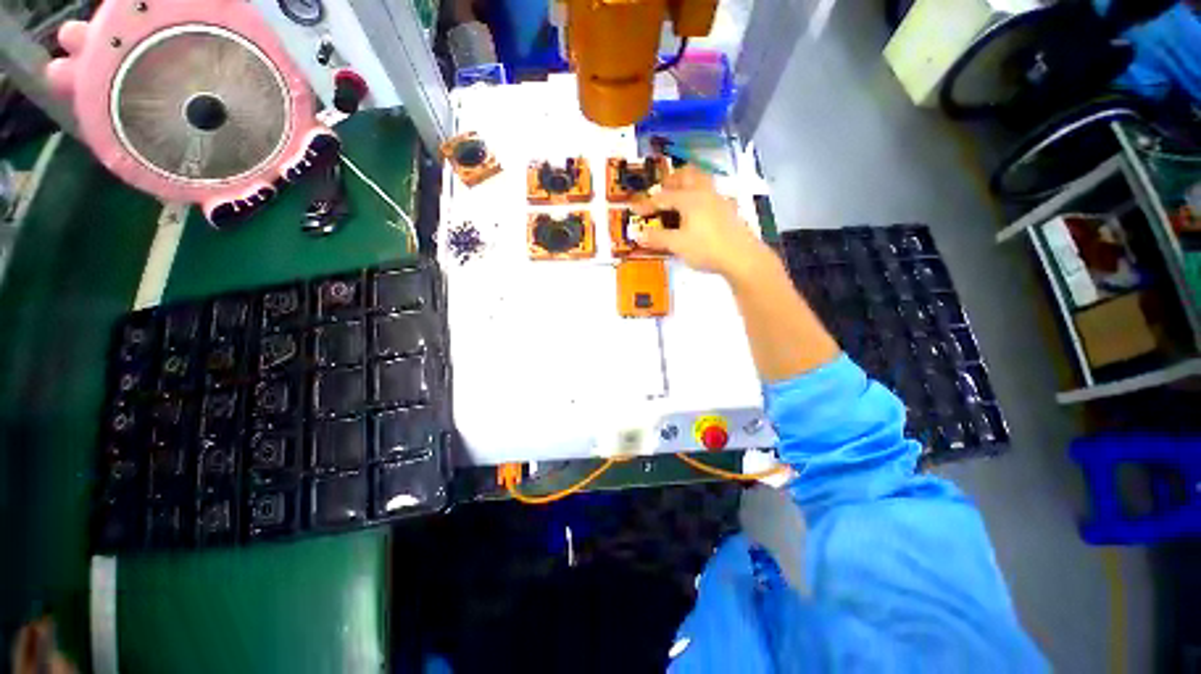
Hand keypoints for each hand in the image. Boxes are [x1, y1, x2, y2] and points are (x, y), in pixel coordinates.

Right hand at [632, 166, 768, 278]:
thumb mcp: (677, 245)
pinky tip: (696, 212)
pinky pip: (709, 193)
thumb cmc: (707, 248)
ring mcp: (718, 199)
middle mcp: (704, 192)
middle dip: (671, 180)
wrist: (742, 257)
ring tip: (677, 197)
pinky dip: (698, 195)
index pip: (663, 197)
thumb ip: (657, 238)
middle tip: (660, 191)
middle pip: (686, 175)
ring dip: (687, 184)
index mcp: (689, 198)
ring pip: (701, 181)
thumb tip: (637, 234)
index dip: (647, 203)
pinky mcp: (728, 209)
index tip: (635, 210)